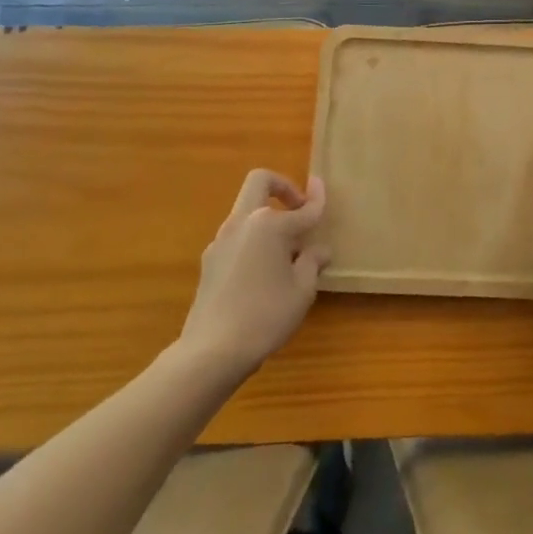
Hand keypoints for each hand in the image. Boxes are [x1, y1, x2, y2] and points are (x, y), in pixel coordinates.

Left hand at [180, 170, 329, 372]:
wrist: (212, 350)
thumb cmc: (266, 315)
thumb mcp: (302, 290)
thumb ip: (312, 262)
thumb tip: (318, 250)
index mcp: (270, 225)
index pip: (303, 208)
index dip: (317, 198)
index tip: (322, 186)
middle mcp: (243, 222)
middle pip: (260, 182)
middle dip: (282, 186)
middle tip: (298, 207)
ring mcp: (222, 240)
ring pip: (247, 209)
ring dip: (267, 216)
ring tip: (286, 250)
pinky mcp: (210, 260)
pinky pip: (237, 236)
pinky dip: (254, 239)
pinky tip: (264, 270)